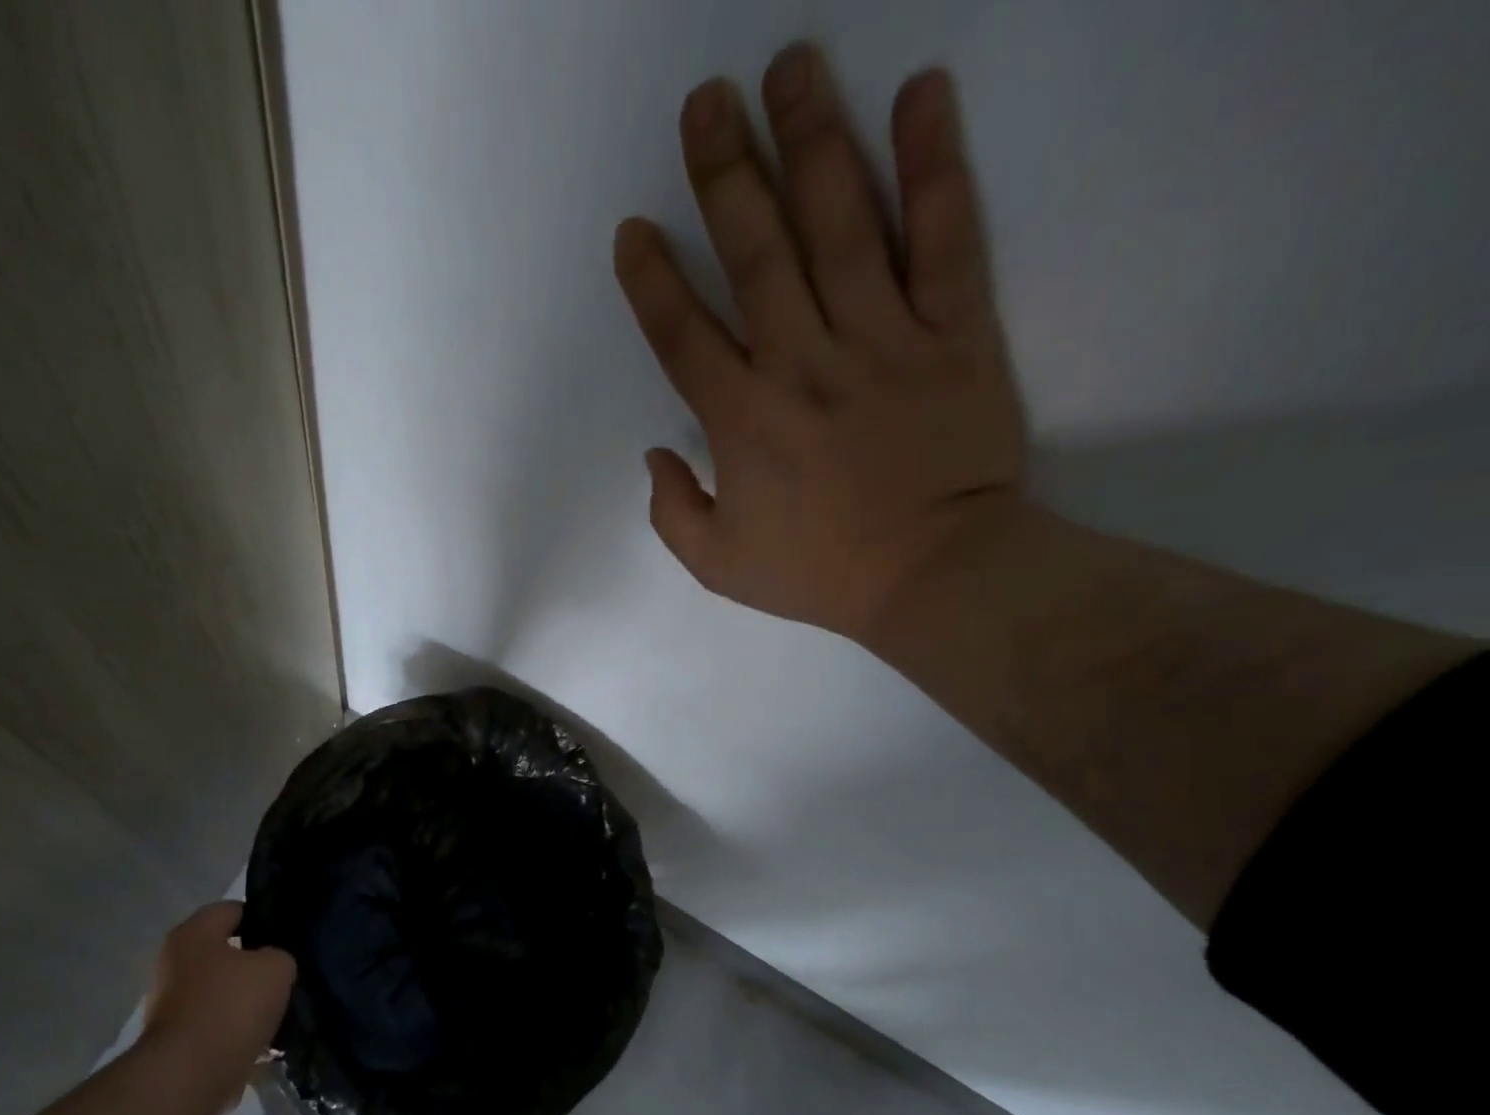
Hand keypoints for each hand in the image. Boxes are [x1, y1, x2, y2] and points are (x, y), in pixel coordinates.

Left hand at [141, 901, 293, 1114]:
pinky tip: (264, 1036)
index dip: (264, 918)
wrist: (190, 1076)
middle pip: (225, 951)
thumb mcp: (276, 968)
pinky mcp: (175, 1038)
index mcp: (194, 933)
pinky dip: (236, 1027)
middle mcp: (174, 961)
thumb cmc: (231, 1006)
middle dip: (255, 962)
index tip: (288, 935)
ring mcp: (170, 1002)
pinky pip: (215, 1022)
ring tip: (279, 1007)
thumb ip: (280, 956)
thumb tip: (271, 966)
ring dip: (246, 998)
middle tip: (286, 971)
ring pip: (221, 988)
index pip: (234, 909)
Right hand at [614, 47, 1027, 643]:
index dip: (651, 280)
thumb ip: (672, 513)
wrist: (935, 575)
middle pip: (755, 254)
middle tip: (705, 101)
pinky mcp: (953, 332)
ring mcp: (881, 340)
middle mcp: (802, 363)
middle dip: (723, 174)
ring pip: (841, 225)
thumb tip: (655, 454)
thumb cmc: (820, 573)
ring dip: (812, 140)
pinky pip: (944, 238)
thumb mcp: (718, 566)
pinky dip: (935, 165)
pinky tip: (921, 93)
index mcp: (742, 421)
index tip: (634, 229)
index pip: (683, 334)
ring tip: (790, 66)